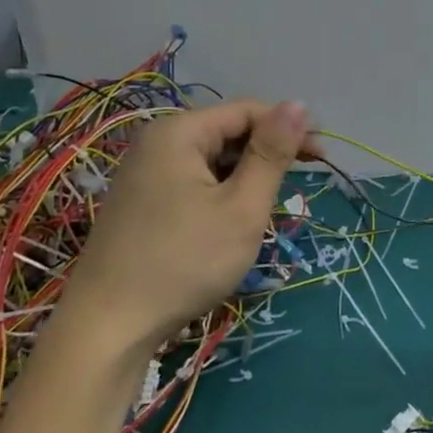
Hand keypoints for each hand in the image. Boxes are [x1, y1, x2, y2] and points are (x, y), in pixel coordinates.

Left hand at [66, 99, 314, 357]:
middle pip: (228, 132)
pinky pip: (194, 181)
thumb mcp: (241, 207)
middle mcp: (157, 143)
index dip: (289, 128)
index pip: (248, 111)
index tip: (324, 156)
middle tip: (303, 182)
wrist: (108, 329)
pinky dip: (223, 192)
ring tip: (269, 206)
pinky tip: (235, 218)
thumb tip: (299, 103)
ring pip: (213, 159)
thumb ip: (271, 153)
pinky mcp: (142, 202)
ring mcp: (145, 173)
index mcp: (179, 133)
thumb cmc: (184, 262)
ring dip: (247, 175)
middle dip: (268, 153)